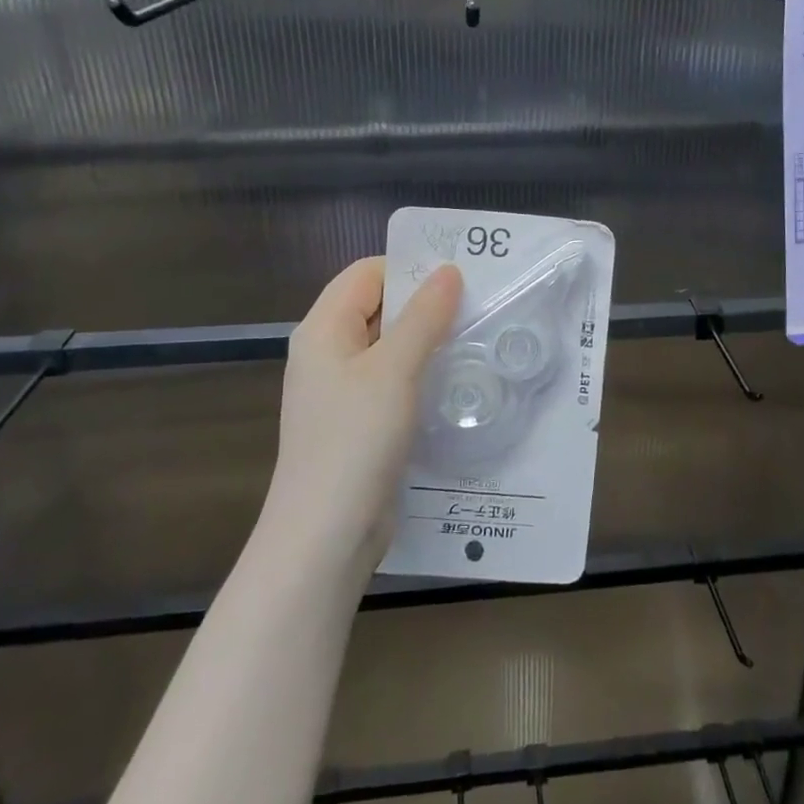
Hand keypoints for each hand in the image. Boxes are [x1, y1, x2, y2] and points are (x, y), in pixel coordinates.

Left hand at [263, 257, 463, 576]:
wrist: (325, 536)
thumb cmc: (354, 440)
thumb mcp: (394, 369)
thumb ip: (423, 316)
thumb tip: (448, 271)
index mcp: (324, 329)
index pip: (367, 273)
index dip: (410, 267)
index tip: (460, 274)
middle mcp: (328, 352)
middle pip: (378, 307)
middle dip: (425, 302)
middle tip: (479, 302)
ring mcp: (341, 390)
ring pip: (389, 346)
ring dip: (428, 339)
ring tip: (477, 336)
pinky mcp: (358, 422)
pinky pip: (392, 381)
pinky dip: (421, 373)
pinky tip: (456, 379)